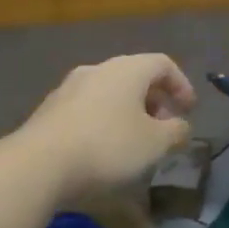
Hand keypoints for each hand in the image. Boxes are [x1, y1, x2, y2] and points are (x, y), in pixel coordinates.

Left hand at [19, 54, 196, 207]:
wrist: (39, 164)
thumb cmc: (108, 147)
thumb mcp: (155, 144)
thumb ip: (175, 131)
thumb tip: (180, 125)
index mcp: (127, 69)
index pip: (162, 64)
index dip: (181, 84)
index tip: (188, 110)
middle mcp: (97, 69)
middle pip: (134, 76)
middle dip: (154, 100)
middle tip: (164, 127)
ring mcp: (69, 88)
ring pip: (109, 92)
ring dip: (128, 112)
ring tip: (135, 141)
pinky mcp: (50, 110)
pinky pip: (88, 108)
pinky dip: (104, 121)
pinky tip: (104, 149)